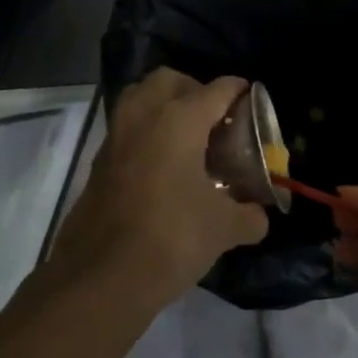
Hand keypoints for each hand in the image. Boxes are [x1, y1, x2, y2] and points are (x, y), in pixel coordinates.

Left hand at [47, 69, 268, 318]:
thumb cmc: (172, 238)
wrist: (102, 277)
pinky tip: (166, 167)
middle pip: (170, 80)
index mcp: (179, 120)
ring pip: (140, 98)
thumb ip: (249, 215)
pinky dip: (147, 133)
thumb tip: (258, 215)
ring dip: (165, 106)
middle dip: (195, 89)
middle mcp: (143, 116)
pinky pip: (127, 129)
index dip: (239, 92)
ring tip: (189, 139)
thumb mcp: (224, 228)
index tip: (252, 101)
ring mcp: (116, 137)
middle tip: (216, 120)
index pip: (216, 90)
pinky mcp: (99, 162)